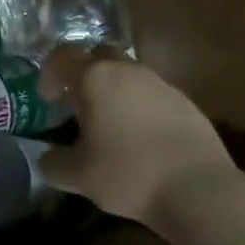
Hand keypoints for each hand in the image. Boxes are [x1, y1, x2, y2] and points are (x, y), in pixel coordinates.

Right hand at [38, 46, 244, 227]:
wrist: (198, 189)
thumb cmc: (128, 174)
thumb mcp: (79, 176)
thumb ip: (54, 163)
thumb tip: (46, 158)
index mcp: (95, 77)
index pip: (63, 56)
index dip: (50, 73)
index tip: (48, 99)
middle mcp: (127, 70)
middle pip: (99, 55)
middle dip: (84, 73)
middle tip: (78, 103)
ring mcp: (160, 83)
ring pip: (128, 73)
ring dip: (114, 90)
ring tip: (110, 123)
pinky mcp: (185, 102)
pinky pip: (152, 94)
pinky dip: (140, 106)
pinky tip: (142, 138)